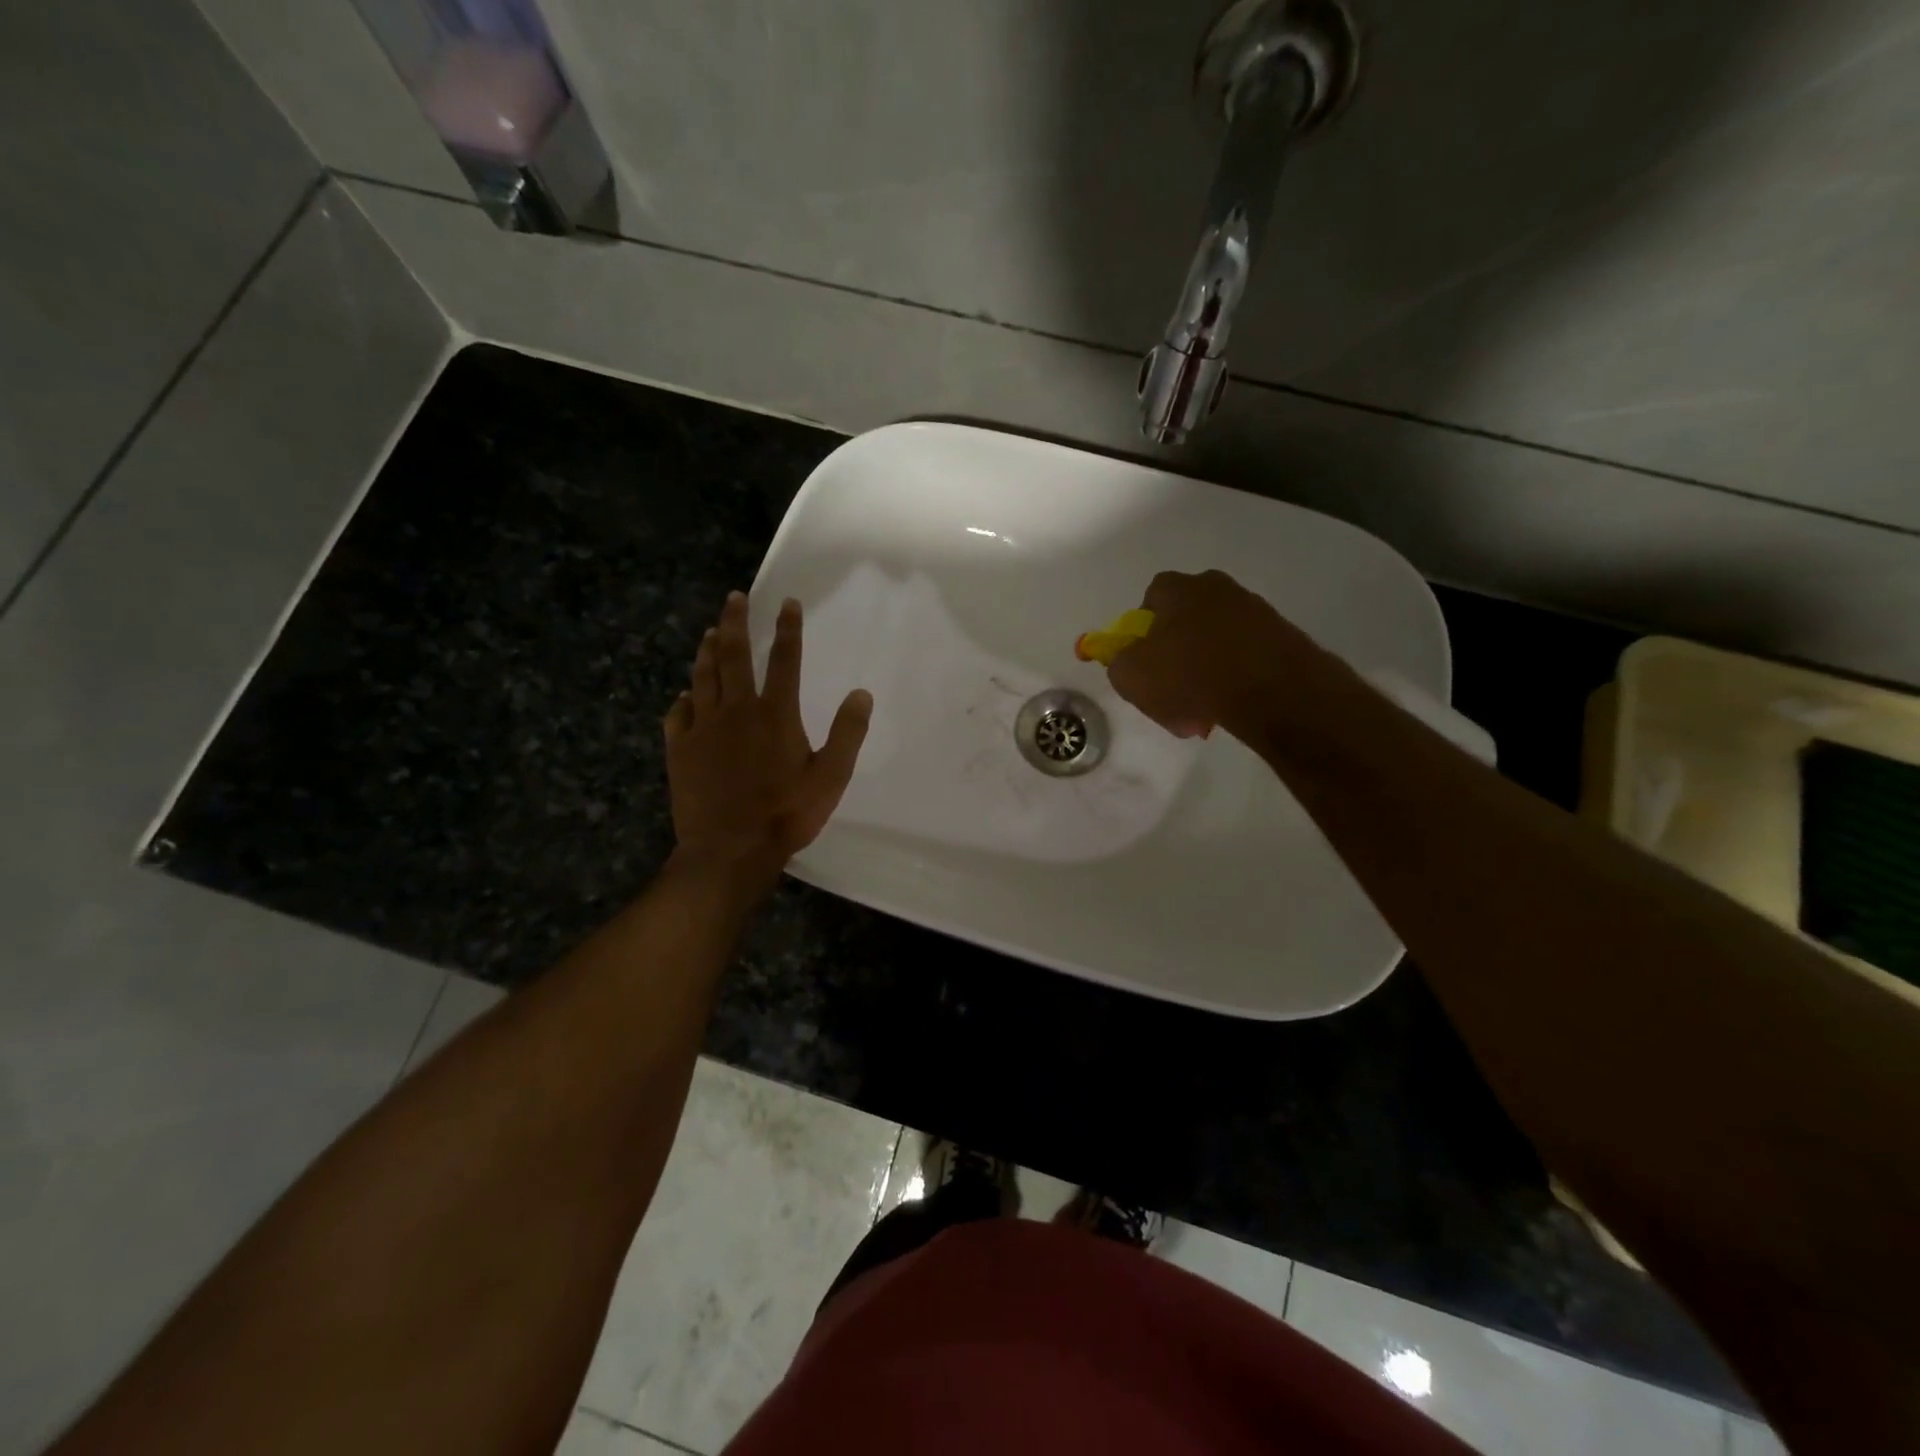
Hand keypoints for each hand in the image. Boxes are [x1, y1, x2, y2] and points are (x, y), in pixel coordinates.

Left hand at [664, 592, 870, 890]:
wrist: (729, 849)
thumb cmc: (786, 813)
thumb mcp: (831, 777)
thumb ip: (848, 733)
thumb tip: (861, 693)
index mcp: (776, 713)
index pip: (786, 659)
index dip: (788, 628)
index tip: (788, 603)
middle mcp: (737, 710)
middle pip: (735, 655)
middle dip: (736, 622)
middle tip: (734, 598)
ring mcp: (703, 728)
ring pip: (703, 677)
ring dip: (708, 651)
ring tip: (712, 632)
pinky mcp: (680, 749)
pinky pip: (678, 714)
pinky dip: (683, 699)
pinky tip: (685, 694)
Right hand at [1107, 569, 1318, 739]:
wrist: (1274, 691)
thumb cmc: (1192, 676)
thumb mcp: (1132, 677)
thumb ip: (1119, 663)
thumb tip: (1127, 660)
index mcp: (1179, 589)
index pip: (1151, 598)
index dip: (1141, 631)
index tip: (1142, 662)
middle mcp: (1218, 589)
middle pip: (1183, 623)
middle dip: (1173, 659)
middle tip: (1169, 696)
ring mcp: (1254, 611)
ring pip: (1213, 645)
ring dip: (1202, 676)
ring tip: (1200, 714)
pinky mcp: (1280, 636)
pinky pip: (1243, 658)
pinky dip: (1232, 681)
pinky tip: (1228, 711)